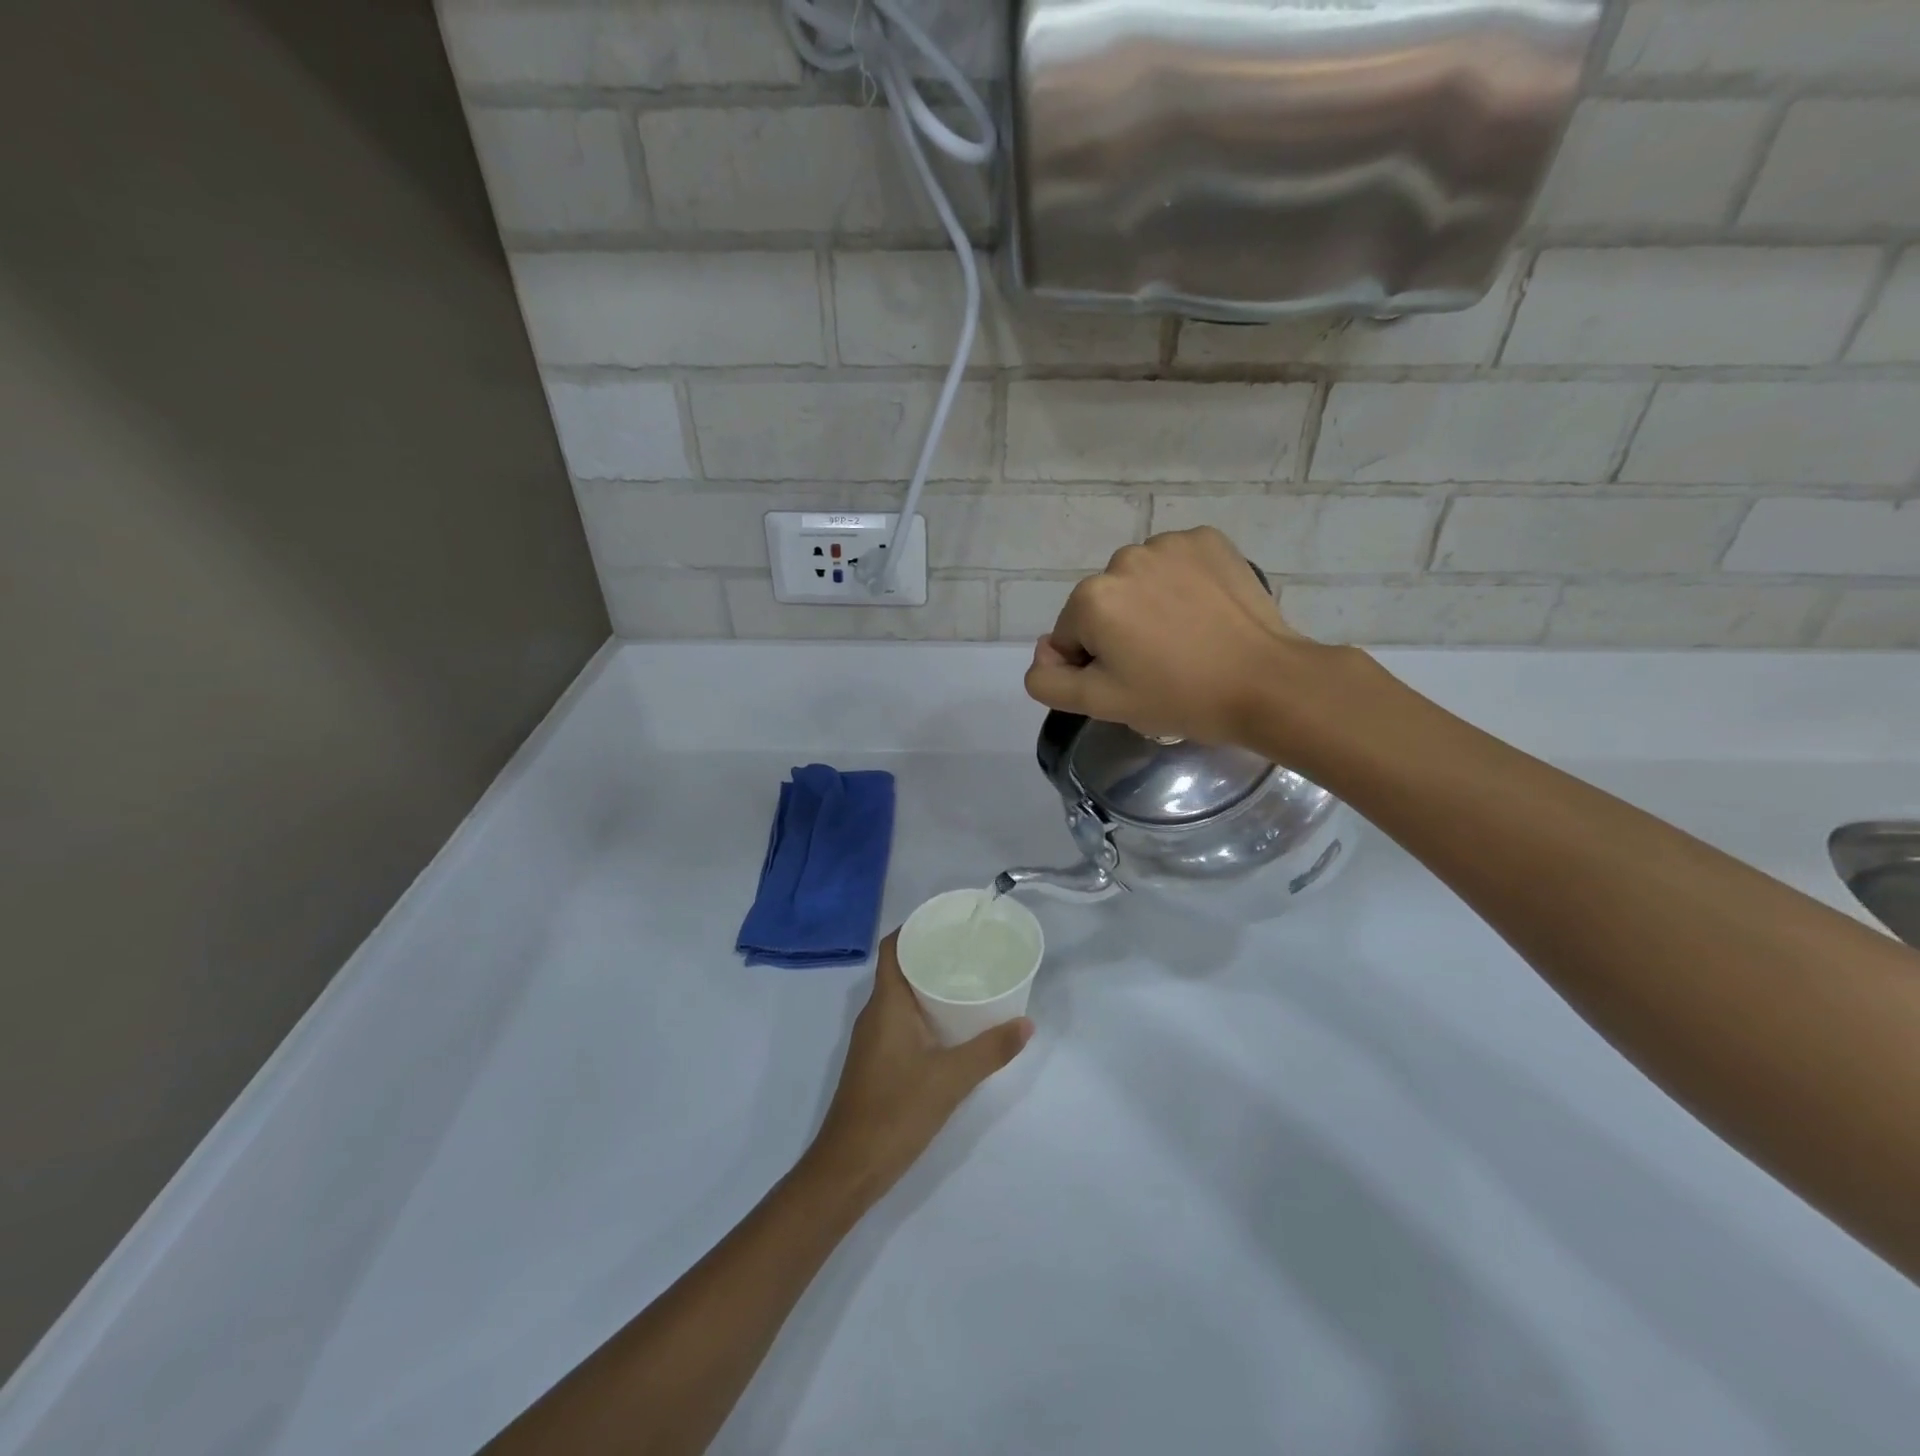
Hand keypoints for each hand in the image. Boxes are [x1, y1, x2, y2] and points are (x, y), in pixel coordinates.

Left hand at [804, 933, 1031, 1204]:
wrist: (849, 1167)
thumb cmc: (896, 1111)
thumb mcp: (951, 1079)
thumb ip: (991, 1050)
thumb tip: (1026, 1023)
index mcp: (886, 1004)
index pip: (892, 948)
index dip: (914, 927)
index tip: (948, 920)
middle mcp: (875, 1013)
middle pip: (899, 968)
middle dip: (930, 954)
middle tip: (970, 948)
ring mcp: (873, 1039)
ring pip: (900, 996)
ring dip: (928, 984)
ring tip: (968, 979)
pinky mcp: (876, 1061)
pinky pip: (900, 1020)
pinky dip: (924, 1012)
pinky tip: (951, 1025)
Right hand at [1024, 528, 1324, 745]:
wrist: (1267, 683)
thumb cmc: (1179, 697)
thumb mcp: (1100, 704)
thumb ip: (1047, 681)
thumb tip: (1045, 651)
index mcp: (1092, 598)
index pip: (1071, 637)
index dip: (1095, 666)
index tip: (1132, 682)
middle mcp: (1123, 559)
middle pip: (1103, 605)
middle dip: (1120, 632)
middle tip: (1160, 665)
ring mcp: (1170, 544)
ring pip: (1138, 583)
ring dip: (1148, 606)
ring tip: (1186, 639)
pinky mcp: (1208, 540)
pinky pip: (1174, 564)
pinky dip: (1180, 584)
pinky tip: (1204, 613)